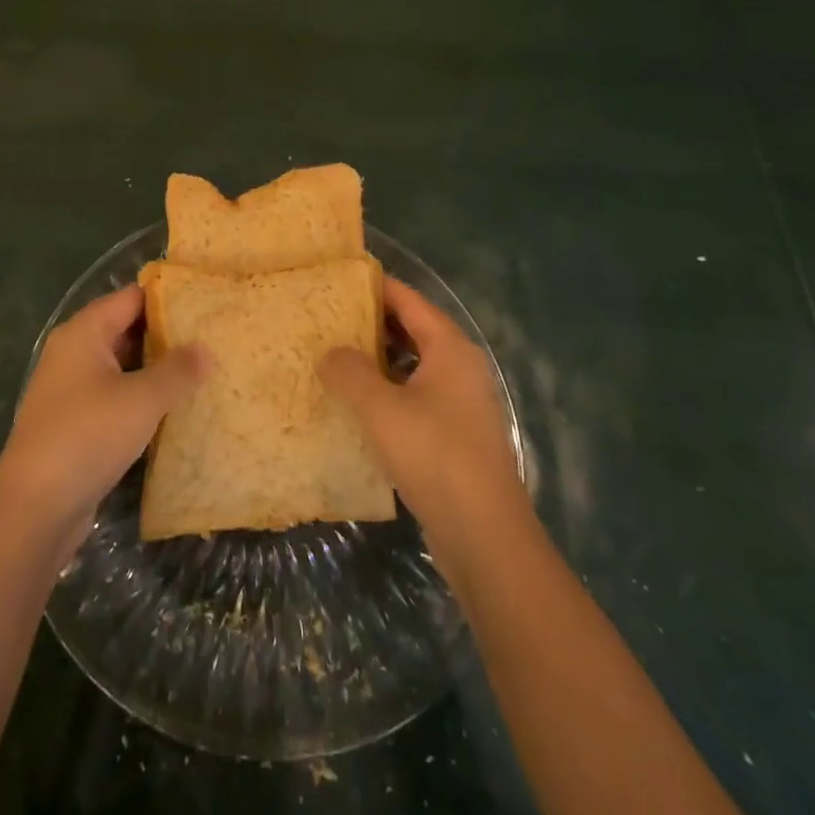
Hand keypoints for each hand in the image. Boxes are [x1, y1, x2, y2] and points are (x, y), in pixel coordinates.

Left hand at [0, 285, 205, 556]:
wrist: (35, 507)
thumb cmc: (88, 436)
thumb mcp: (142, 399)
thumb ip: (177, 370)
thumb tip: (206, 349)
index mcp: (84, 332)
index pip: (132, 297)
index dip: (168, 298)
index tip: (206, 303)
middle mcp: (73, 351)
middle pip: (126, 328)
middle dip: (166, 334)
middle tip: (212, 338)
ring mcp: (71, 387)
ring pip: (121, 364)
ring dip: (155, 368)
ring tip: (201, 370)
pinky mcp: (74, 420)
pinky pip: (114, 394)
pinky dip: (140, 395)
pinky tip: (172, 407)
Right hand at [321, 277, 522, 541]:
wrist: (485, 535)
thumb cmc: (433, 455)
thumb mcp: (380, 408)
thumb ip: (349, 372)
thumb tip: (330, 353)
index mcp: (450, 348)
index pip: (409, 300)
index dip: (375, 286)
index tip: (339, 279)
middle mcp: (461, 367)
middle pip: (414, 330)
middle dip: (373, 323)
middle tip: (329, 318)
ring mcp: (462, 403)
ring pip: (415, 365)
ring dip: (379, 360)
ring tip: (336, 357)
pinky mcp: (457, 435)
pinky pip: (418, 396)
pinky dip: (390, 391)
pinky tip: (360, 405)